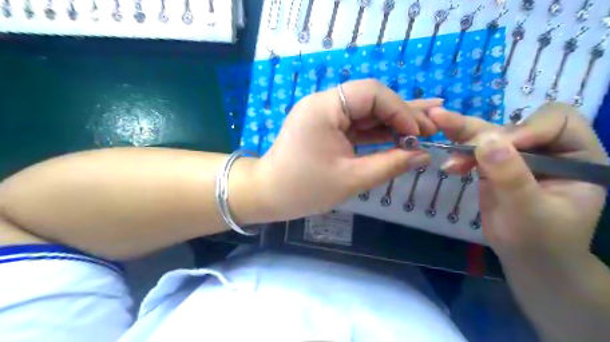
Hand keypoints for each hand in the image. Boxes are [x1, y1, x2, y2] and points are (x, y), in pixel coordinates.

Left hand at [251, 79, 441, 221]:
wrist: (267, 195)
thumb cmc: (304, 189)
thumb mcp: (351, 178)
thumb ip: (390, 164)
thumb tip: (423, 155)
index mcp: (324, 107)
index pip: (371, 93)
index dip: (399, 110)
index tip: (418, 133)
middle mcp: (323, 103)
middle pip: (370, 100)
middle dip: (401, 114)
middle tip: (433, 125)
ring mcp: (324, 115)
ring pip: (365, 113)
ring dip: (393, 121)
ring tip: (427, 125)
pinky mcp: (325, 127)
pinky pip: (356, 125)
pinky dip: (377, 132)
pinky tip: (401, 133)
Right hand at [428, 103, 609, 260]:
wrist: (526, 258)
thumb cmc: (540, 240)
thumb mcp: (528, 211)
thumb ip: (510, 175)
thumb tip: (485, 140)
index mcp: (576, 155)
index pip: (555, 122)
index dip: (526, 130)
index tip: (499, 150)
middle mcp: (548, 149)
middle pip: (514, 125)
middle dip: (483, 135)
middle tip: (453, 139)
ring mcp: (518, 156)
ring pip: (489, 135)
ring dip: (463, 136)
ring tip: (437, 123)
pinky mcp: (494, 165)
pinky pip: (474, 150)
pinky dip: (458, 152)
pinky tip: (448, 161)